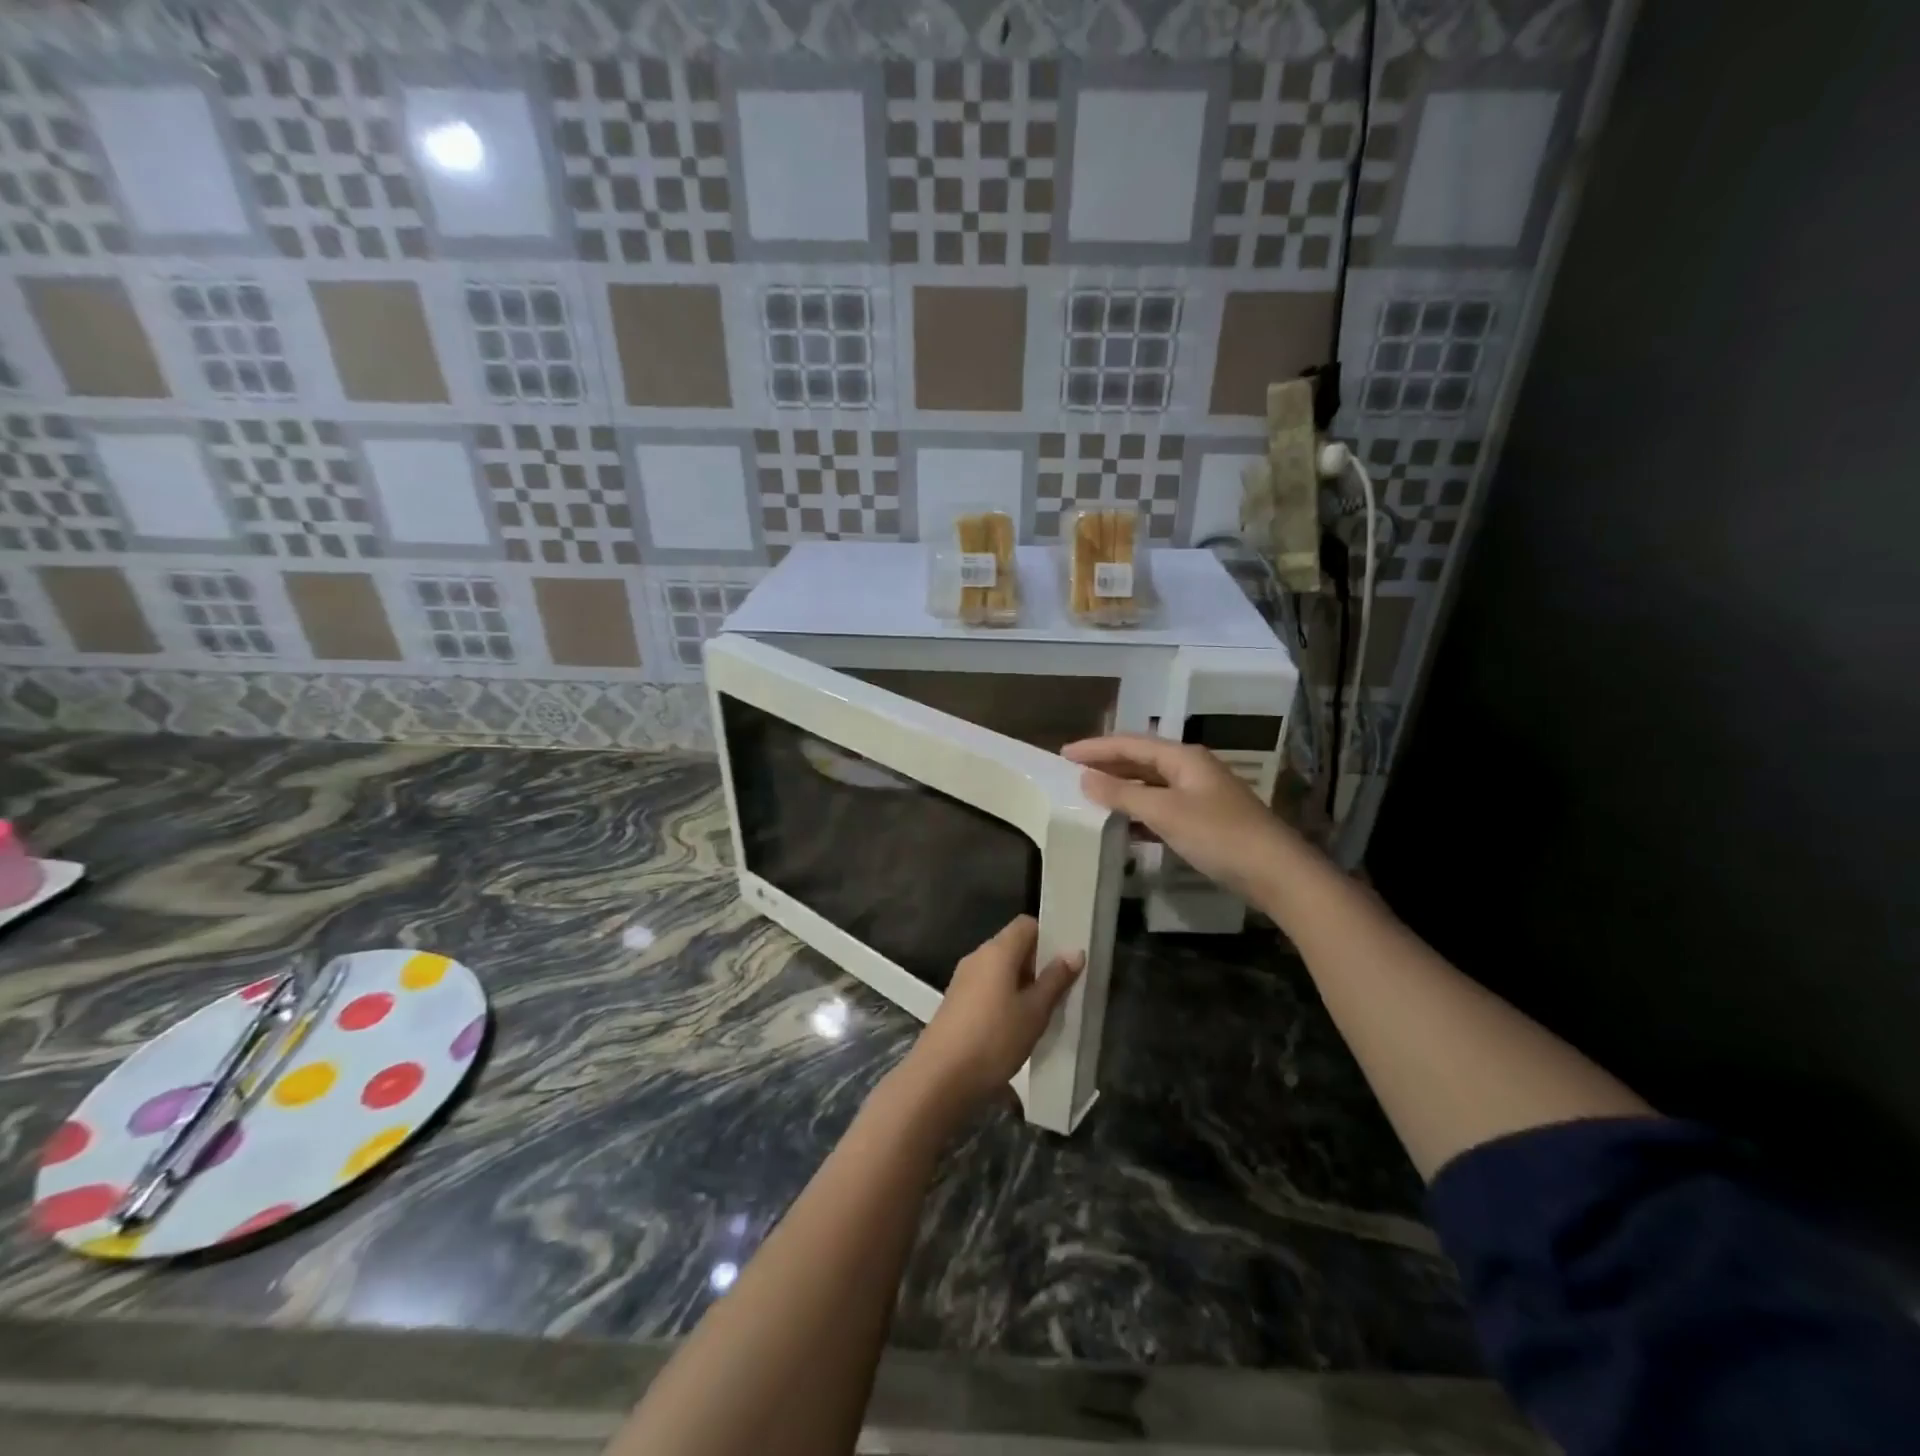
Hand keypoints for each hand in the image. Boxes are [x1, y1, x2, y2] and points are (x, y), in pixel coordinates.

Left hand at [897, 915, 1082, 1118]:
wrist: (940, 1077)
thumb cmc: (994, 1038)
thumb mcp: (1034, 1012)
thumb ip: (1055, 980)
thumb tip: (1074, 952)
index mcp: (997, 951)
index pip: (1026, 925)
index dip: (1048, 937)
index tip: (1066, 962)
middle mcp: (978, 957)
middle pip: (1013, 946)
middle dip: (1037, 964)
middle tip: (1061, 990)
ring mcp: (963, 979)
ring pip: (1000, 969)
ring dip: (1022, 984)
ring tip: (1043, 1012)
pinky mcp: (956, 1001)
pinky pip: (987, 987)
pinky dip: (1005, 997)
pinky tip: (1017, 1026)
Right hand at [1063, 734, 1303, 908]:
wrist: (1277, 872)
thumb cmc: (1219, 835)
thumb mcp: (1165, 812)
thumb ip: (1123, 794)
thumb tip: (1086, 778)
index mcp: (1183, 757)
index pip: (1130, 744)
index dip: (1096, 747)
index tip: (1063, 754)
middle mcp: (1191, 768)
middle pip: (1141, 760)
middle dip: (1107, 764)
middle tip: (1072, 771)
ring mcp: (1200, 794)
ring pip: (1151, 784)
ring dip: (1121, 787)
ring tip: (1090, 795)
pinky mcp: (1205, 819)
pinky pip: (1162, 806)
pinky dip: (1139, 810)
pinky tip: (1124, 824)